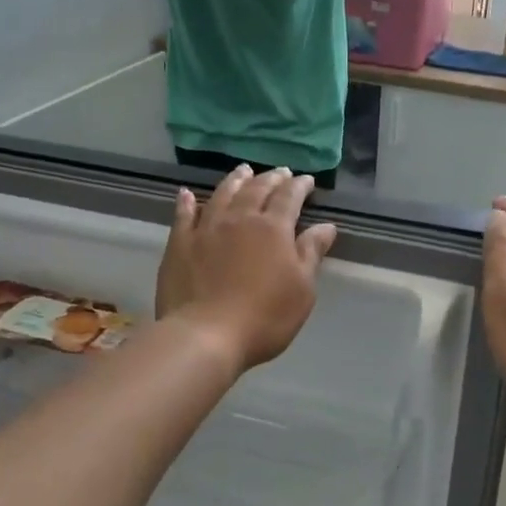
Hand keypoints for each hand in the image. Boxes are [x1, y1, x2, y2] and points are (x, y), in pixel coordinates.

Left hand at [155, 167, 336, 368]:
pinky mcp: (180, 244)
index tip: (307, 180)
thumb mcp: (302, 289)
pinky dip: (186, 202)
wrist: (205, 335)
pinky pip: (183, 215)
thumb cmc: (264, 317)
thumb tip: (326, 226)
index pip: (289, 197)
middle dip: (271, 178)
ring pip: (222, 195)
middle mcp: (239, 219)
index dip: (300, 186)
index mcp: (273, 228)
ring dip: (235, 180)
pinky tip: (186, 194)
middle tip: (280, 172)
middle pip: (256, 190)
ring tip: (243, 170)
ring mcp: (206, 229)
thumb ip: (311, 253)